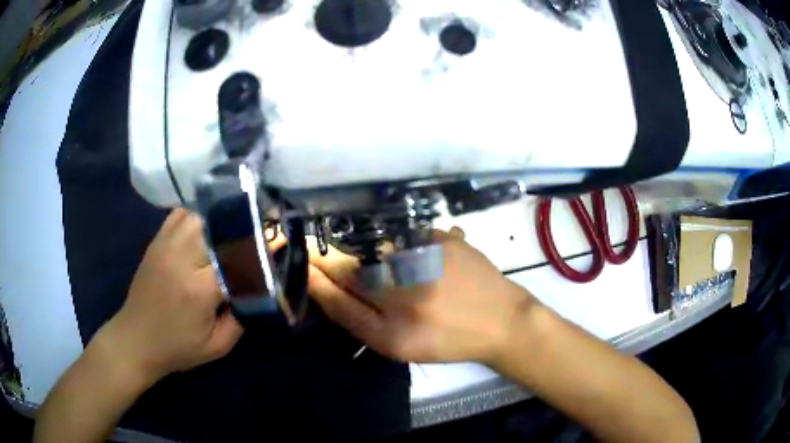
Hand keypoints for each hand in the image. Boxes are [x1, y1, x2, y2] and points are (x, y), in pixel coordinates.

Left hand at [101, 208, 242, 382]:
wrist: (136, 339)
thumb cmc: (177, 348)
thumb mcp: (217, 347)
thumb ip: (242, 318)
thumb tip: (258, 289)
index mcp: (199, 289)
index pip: (237, 257)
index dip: (258, 250)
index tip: (275, 246)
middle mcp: (182, 259)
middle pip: (220, 228)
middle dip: (242, 230)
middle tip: (257, 235)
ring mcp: (166, 246)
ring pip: (200, 216)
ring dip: (219, 223)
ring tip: (231, 233)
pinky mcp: (156, 242)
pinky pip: (179, 215)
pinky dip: (196, 217)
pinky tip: (203, 230)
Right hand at [307, 228, 536, 363]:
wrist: (501, 322)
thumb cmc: (448, 340)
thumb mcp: (400, 346)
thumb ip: (360, 319)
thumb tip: (325, 286)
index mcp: (392, 332)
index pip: (337, 298)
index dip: (315, 278)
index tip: (302, 263)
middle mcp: (406, 294)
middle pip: (350, 268)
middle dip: (329, 258)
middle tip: (320, 253)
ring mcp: (426, 261)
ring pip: (373, 247)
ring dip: (363, 250)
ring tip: (379, 263)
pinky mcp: (443, 239)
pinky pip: (404, 234)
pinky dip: (397, 242)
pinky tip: (409, 255)